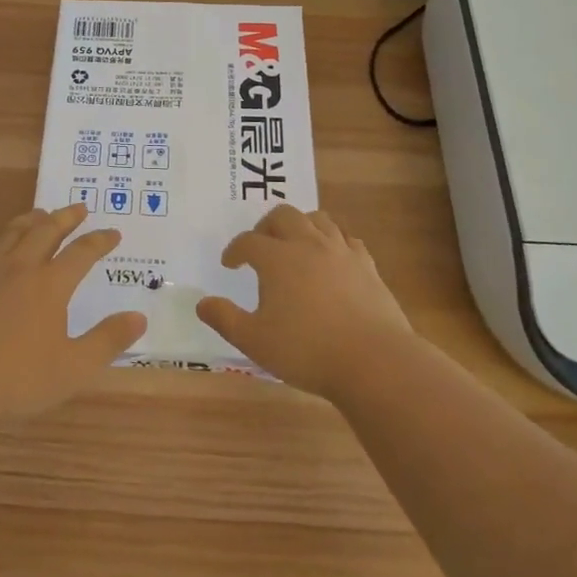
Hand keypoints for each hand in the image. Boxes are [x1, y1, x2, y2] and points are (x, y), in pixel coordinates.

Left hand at [0, 204, 147, 421]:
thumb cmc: (17, 377)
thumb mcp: (73, 367)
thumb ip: (108, 340)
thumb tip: (140, 316)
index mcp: (51, 285)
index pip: (82, 254)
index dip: (99, 241)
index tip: (113, 232)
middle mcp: (20, 268)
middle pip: (46, 232)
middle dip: (65, 218)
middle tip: (78, 208)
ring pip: (11, 234)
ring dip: (29, 220)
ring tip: (39, 213)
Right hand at [196, 204, 413, 400]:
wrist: (374, 361)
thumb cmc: (306, 350)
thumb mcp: (254, 341)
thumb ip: (225, 319)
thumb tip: (202, 303)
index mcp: (277, 258)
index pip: (248, 241)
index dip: (234, 250)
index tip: (229, 264)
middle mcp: (308, 244)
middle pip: (283, 215)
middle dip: (266, 226)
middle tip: (260, 245)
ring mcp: (341, 251)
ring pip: (318, 219)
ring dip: (301, 225)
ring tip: (294, 245)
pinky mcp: (367, 265)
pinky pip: (347, 239)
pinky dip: (333, 242)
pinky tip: (331, 259)